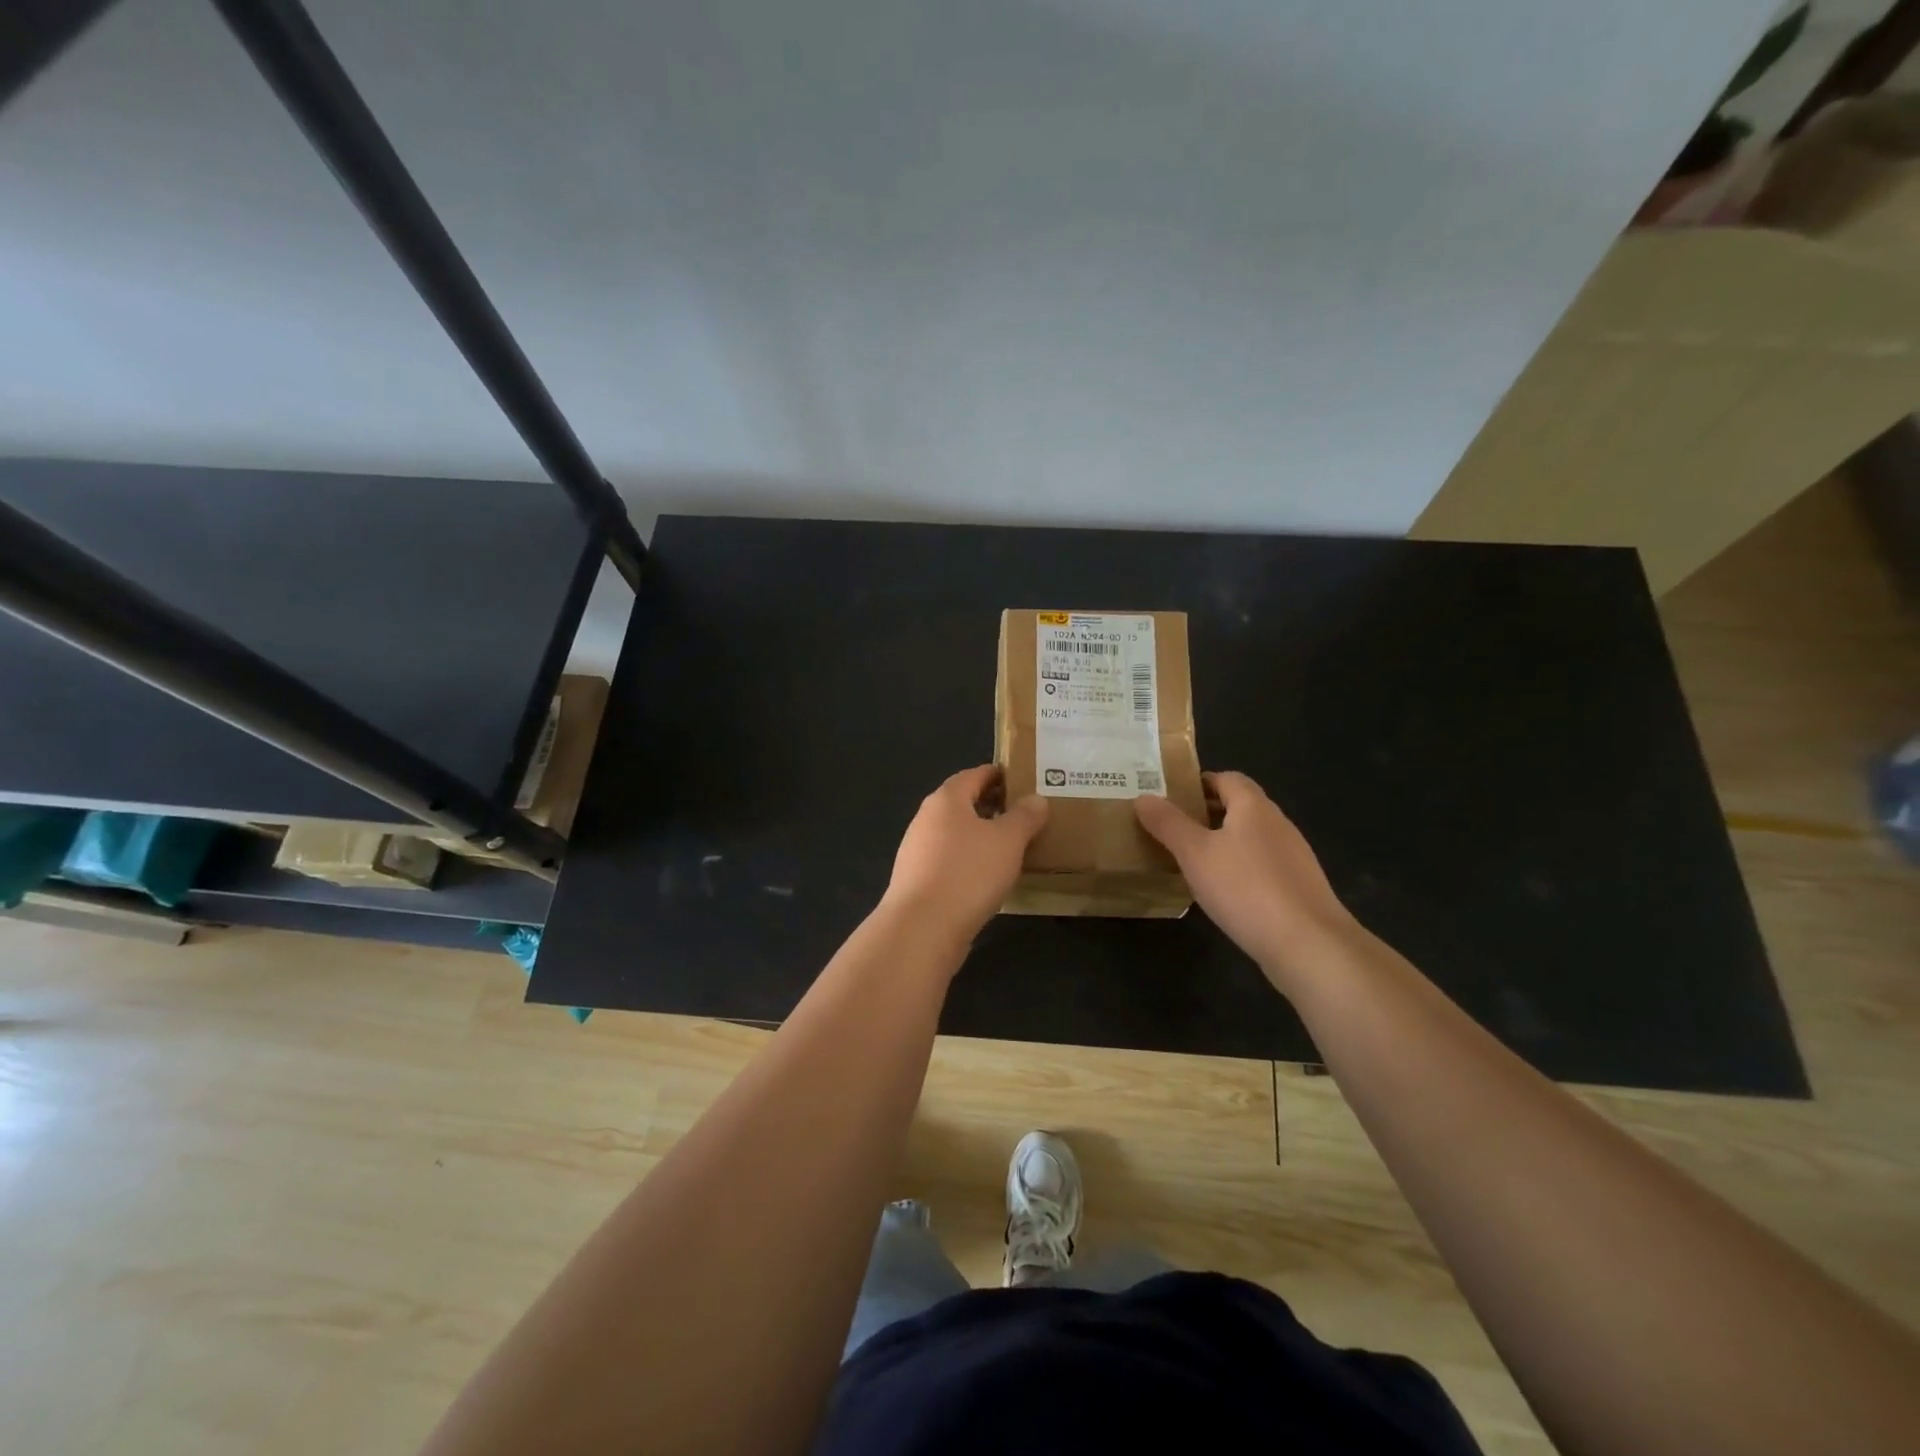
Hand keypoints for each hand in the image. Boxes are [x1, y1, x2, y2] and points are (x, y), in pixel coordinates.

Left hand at [880, 765, 1047, 946]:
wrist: (922, 928)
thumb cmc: (968, 873)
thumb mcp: (1008, 841)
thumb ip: (1025, 816)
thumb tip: (1035, 798)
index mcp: (946, 799)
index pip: (974, 774)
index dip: (998, 774)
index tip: (1022, 779)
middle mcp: (926, 819)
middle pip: (962, 803)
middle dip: (991, 805)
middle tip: (1023, 813)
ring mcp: (918, 851)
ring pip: (955, 833)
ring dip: (980, 835)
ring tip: (1011, 846)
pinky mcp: (917, 880)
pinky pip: (949, 859)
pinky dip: (969, 860)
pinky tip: (988, 876)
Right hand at [1134, 771, 1355, 982]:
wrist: (1309, 945)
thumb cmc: (1246, 889)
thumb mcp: (1195, 853)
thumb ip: (1168, 824)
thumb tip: (1144, 797)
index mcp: (1254, 807)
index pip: (1227, 778)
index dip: (1199, 782)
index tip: (1170, 797)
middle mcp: (1278, 824)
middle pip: (1239, 807)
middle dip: (1206, 813)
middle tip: (1171, 829)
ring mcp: (1293, 857)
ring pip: (1250, 838)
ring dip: (1222, 843)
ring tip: (1190, 861)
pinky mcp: (1298, 888)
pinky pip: (1262, 866)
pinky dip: (1239, 869)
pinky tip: (1223, 892)